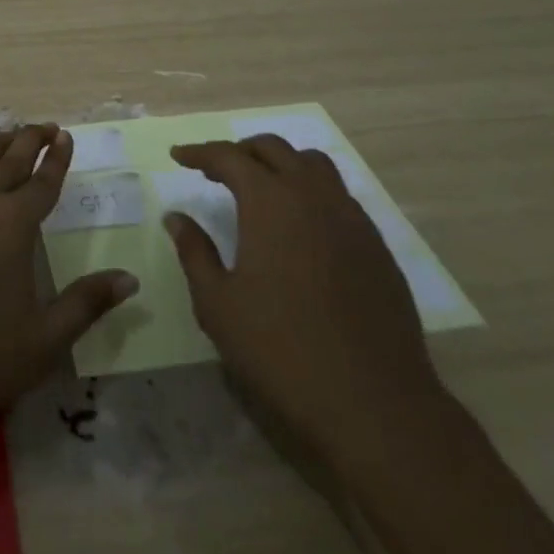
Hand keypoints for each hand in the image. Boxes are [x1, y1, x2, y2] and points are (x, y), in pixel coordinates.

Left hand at [0, 124, 139, 443]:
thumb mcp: (43, 341)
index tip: (66, 136)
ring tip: (10, 133)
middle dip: (31, 139)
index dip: (58, 158)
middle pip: (10, 160)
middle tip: (45, 126)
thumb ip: (87, 304)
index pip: (43, 181)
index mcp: (13, 224)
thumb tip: (129, 278)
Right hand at [164, 136, 445, 459]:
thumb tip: (176, 218)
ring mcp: (352, 219)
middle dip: (241, 151)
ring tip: (261, 189)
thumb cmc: (281, 350)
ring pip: (314, 166)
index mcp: (270, 202)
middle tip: (215, 170)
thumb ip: (194, 252)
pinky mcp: (377, 247)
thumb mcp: (218, 304)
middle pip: (274, 149)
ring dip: (281, 164)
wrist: (375, 404)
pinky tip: (301, 228)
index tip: (178, 156)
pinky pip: (340, 197)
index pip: (229, 157)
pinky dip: (311, 193)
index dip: (200, 152)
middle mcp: (313, 196)